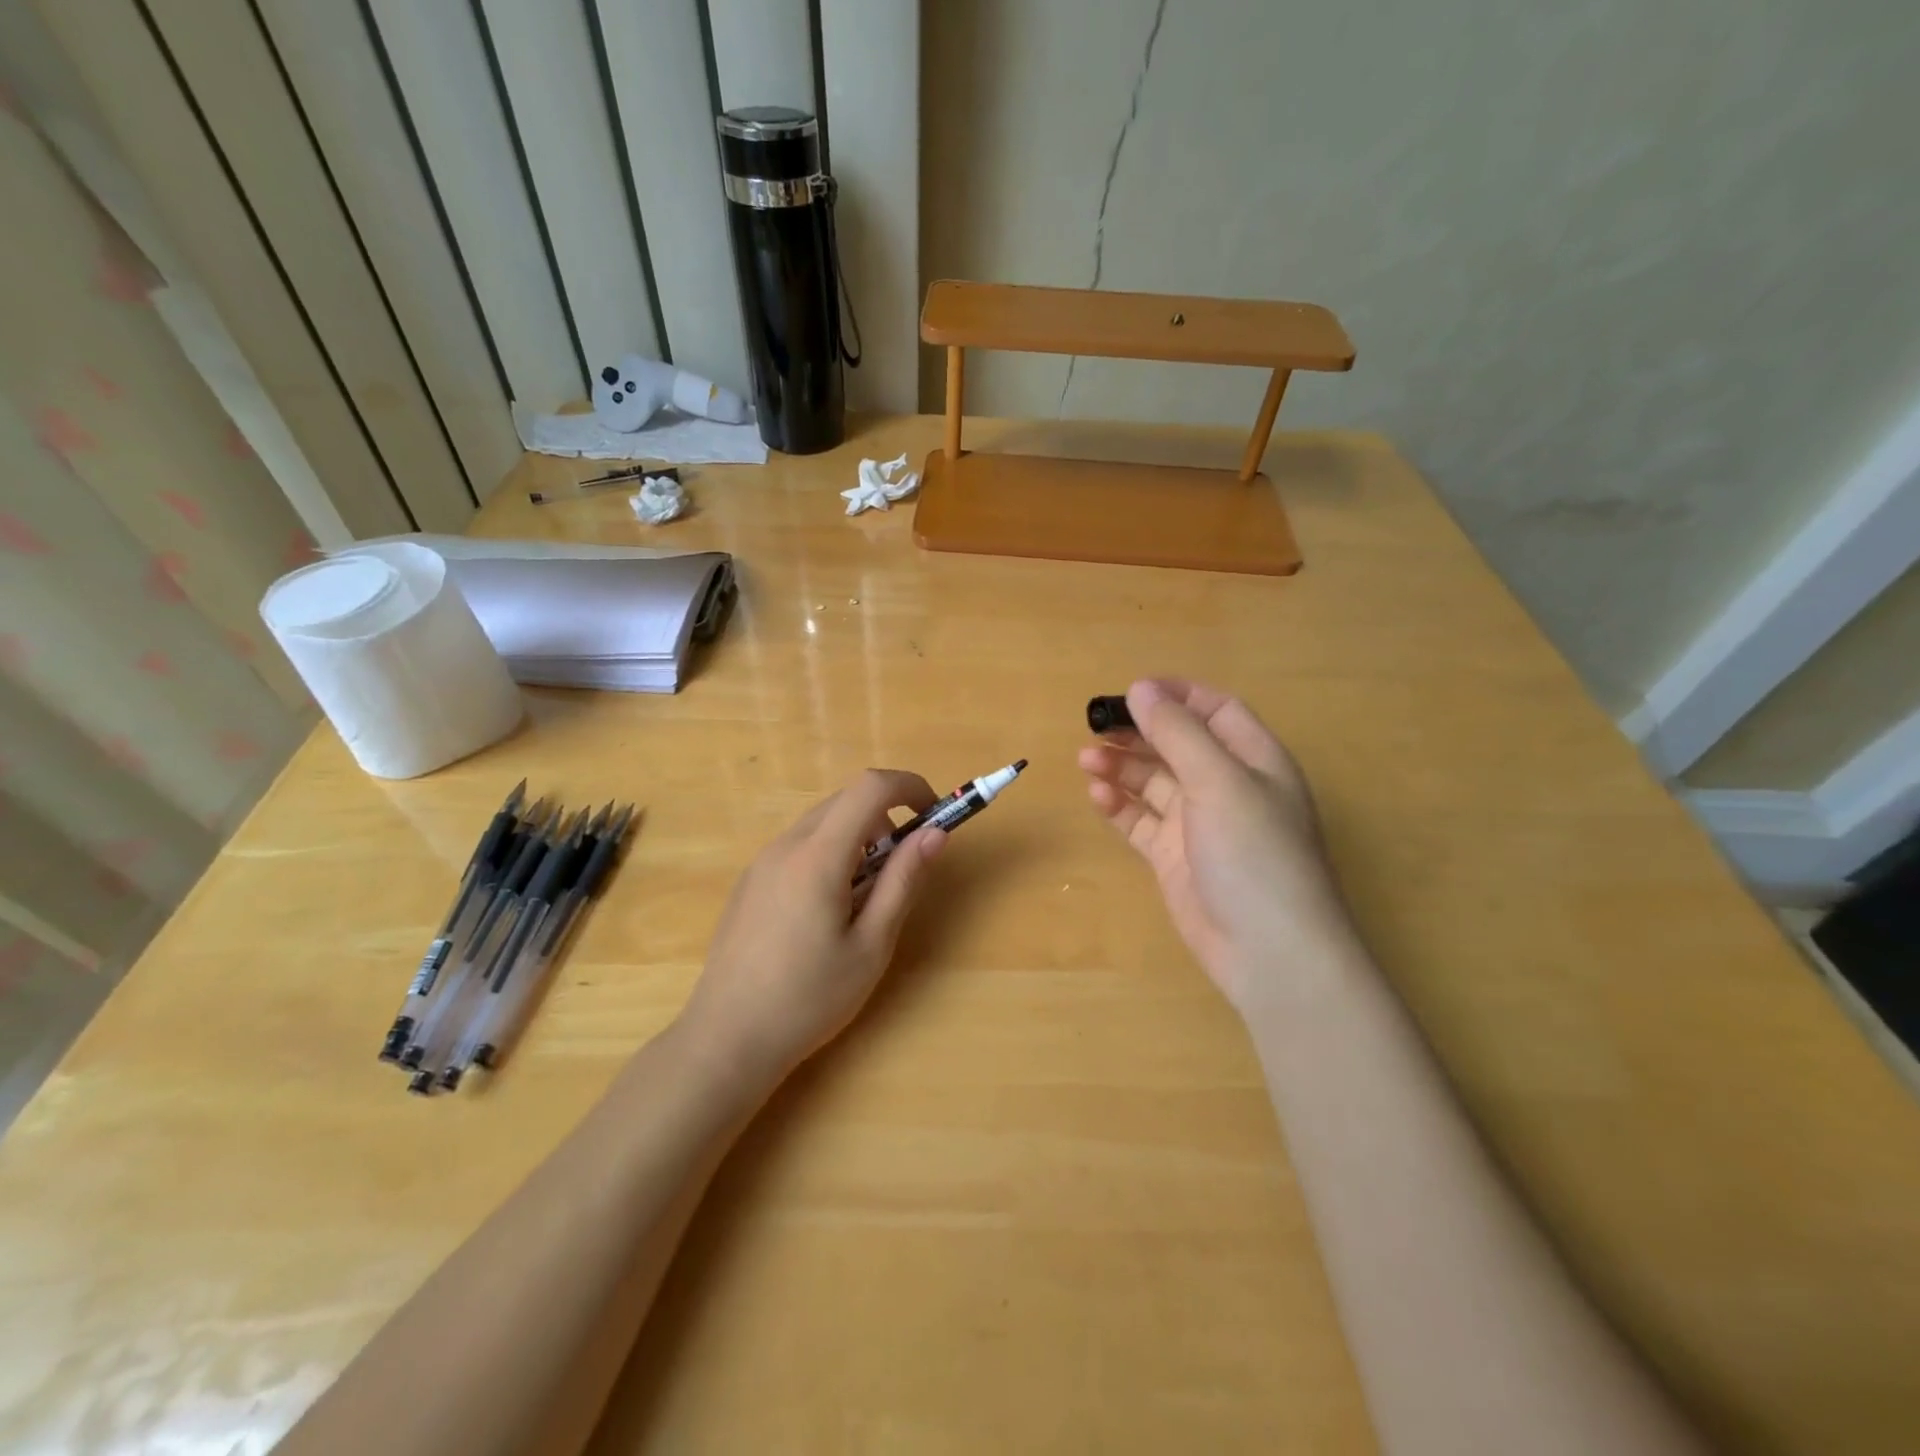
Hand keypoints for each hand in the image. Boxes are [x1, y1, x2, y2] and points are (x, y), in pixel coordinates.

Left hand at [681, 769, 946, 1093]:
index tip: (934, 816)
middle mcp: (785, 845)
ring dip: (857, 837)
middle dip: (886, 817)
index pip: (870, 787)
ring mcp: (761, 861)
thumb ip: (903, 881)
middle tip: (902, 868)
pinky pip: (799, 845)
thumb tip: (935, 834)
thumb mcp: (871, 945)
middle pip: (846, 800)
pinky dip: (829, 853)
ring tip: (864, 898)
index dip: (910, 787)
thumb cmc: (809, 998)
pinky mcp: (750, 881)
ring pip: (821, 822)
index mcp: (818, 856)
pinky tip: (826, 911)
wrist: (727, 1039)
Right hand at [1079, 679, 1357, 1011]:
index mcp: (1254, 760)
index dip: (1176, 695)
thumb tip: (1140, 688)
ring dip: (1122, 767)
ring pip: (1154, 782)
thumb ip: (1178, 732)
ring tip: (1086, 760)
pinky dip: (1120, 806)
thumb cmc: (1254, 853)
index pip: (1215, 710)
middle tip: (1094, 727)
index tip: (1130, 691)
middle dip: (1139, 732)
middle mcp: (1227, 786)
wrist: (1268, 951)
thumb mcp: (1218, 781)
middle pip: (1178, 744)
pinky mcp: (1175, 857)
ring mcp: (1199, 824)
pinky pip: (1142, 821)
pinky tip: (1097, 797)